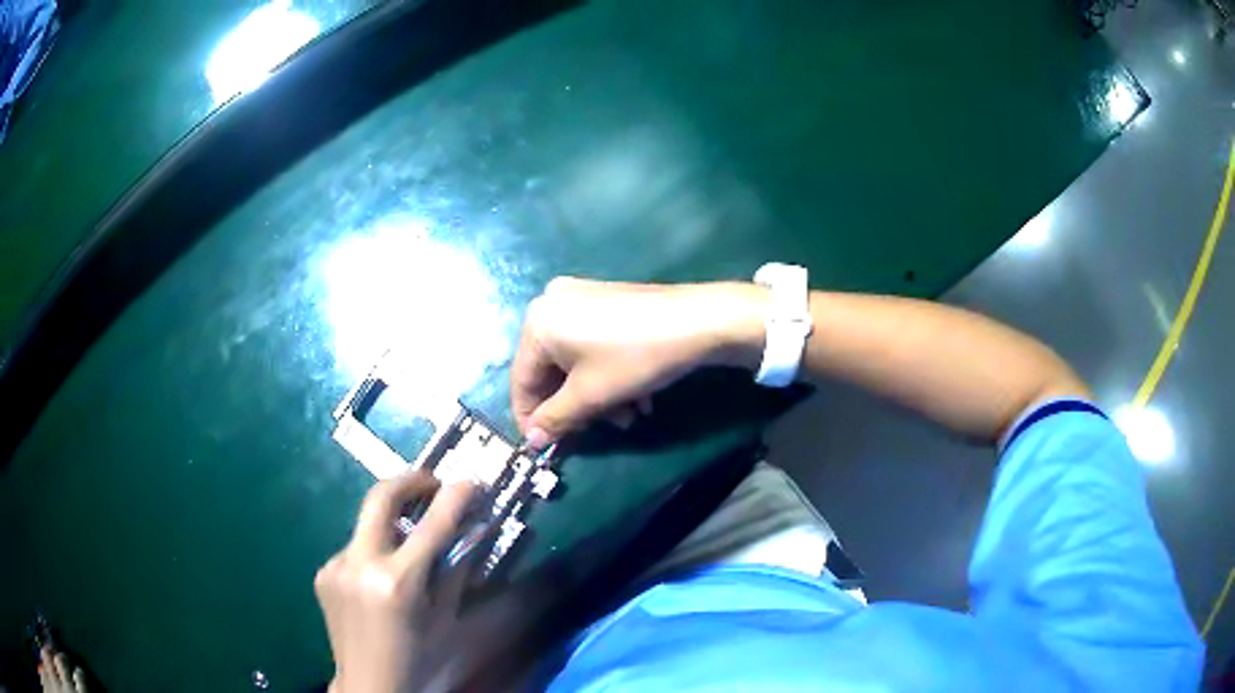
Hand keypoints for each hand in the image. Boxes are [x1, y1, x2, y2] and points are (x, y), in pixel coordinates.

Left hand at [315, 472, 476, 692]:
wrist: (369, 683)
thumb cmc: (418, 658)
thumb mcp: (446, 618)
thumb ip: (457, 569)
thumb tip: (475, 528)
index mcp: (397, 582)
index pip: (432, 526)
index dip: (455, 497)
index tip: (471, 480)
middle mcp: (360, 564)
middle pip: (380, 498)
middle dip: (409, 481)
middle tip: (432, 483)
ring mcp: (335, 566)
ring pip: (367, 526)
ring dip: (391, 525)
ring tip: (409, 547)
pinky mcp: (323, 572)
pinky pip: (354, 549)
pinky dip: (374, 553)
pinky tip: (382, 580)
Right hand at [511, 277, 764, 447]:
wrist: (699, 320)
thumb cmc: (634, 358)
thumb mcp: (591, 396)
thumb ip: (555, 419)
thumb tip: (532, 440)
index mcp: (537, 323)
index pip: (522, 380)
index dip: (531, 419)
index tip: (544, 449)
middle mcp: (552, 303)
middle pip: (551, 371)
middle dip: (575, 407)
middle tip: (598, 431)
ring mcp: (582, 298)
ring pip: (577, 361)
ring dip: (598, 396)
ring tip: (629, 417)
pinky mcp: (608, 300)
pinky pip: (594, 344)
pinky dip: (608, 373)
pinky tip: (637, 396)